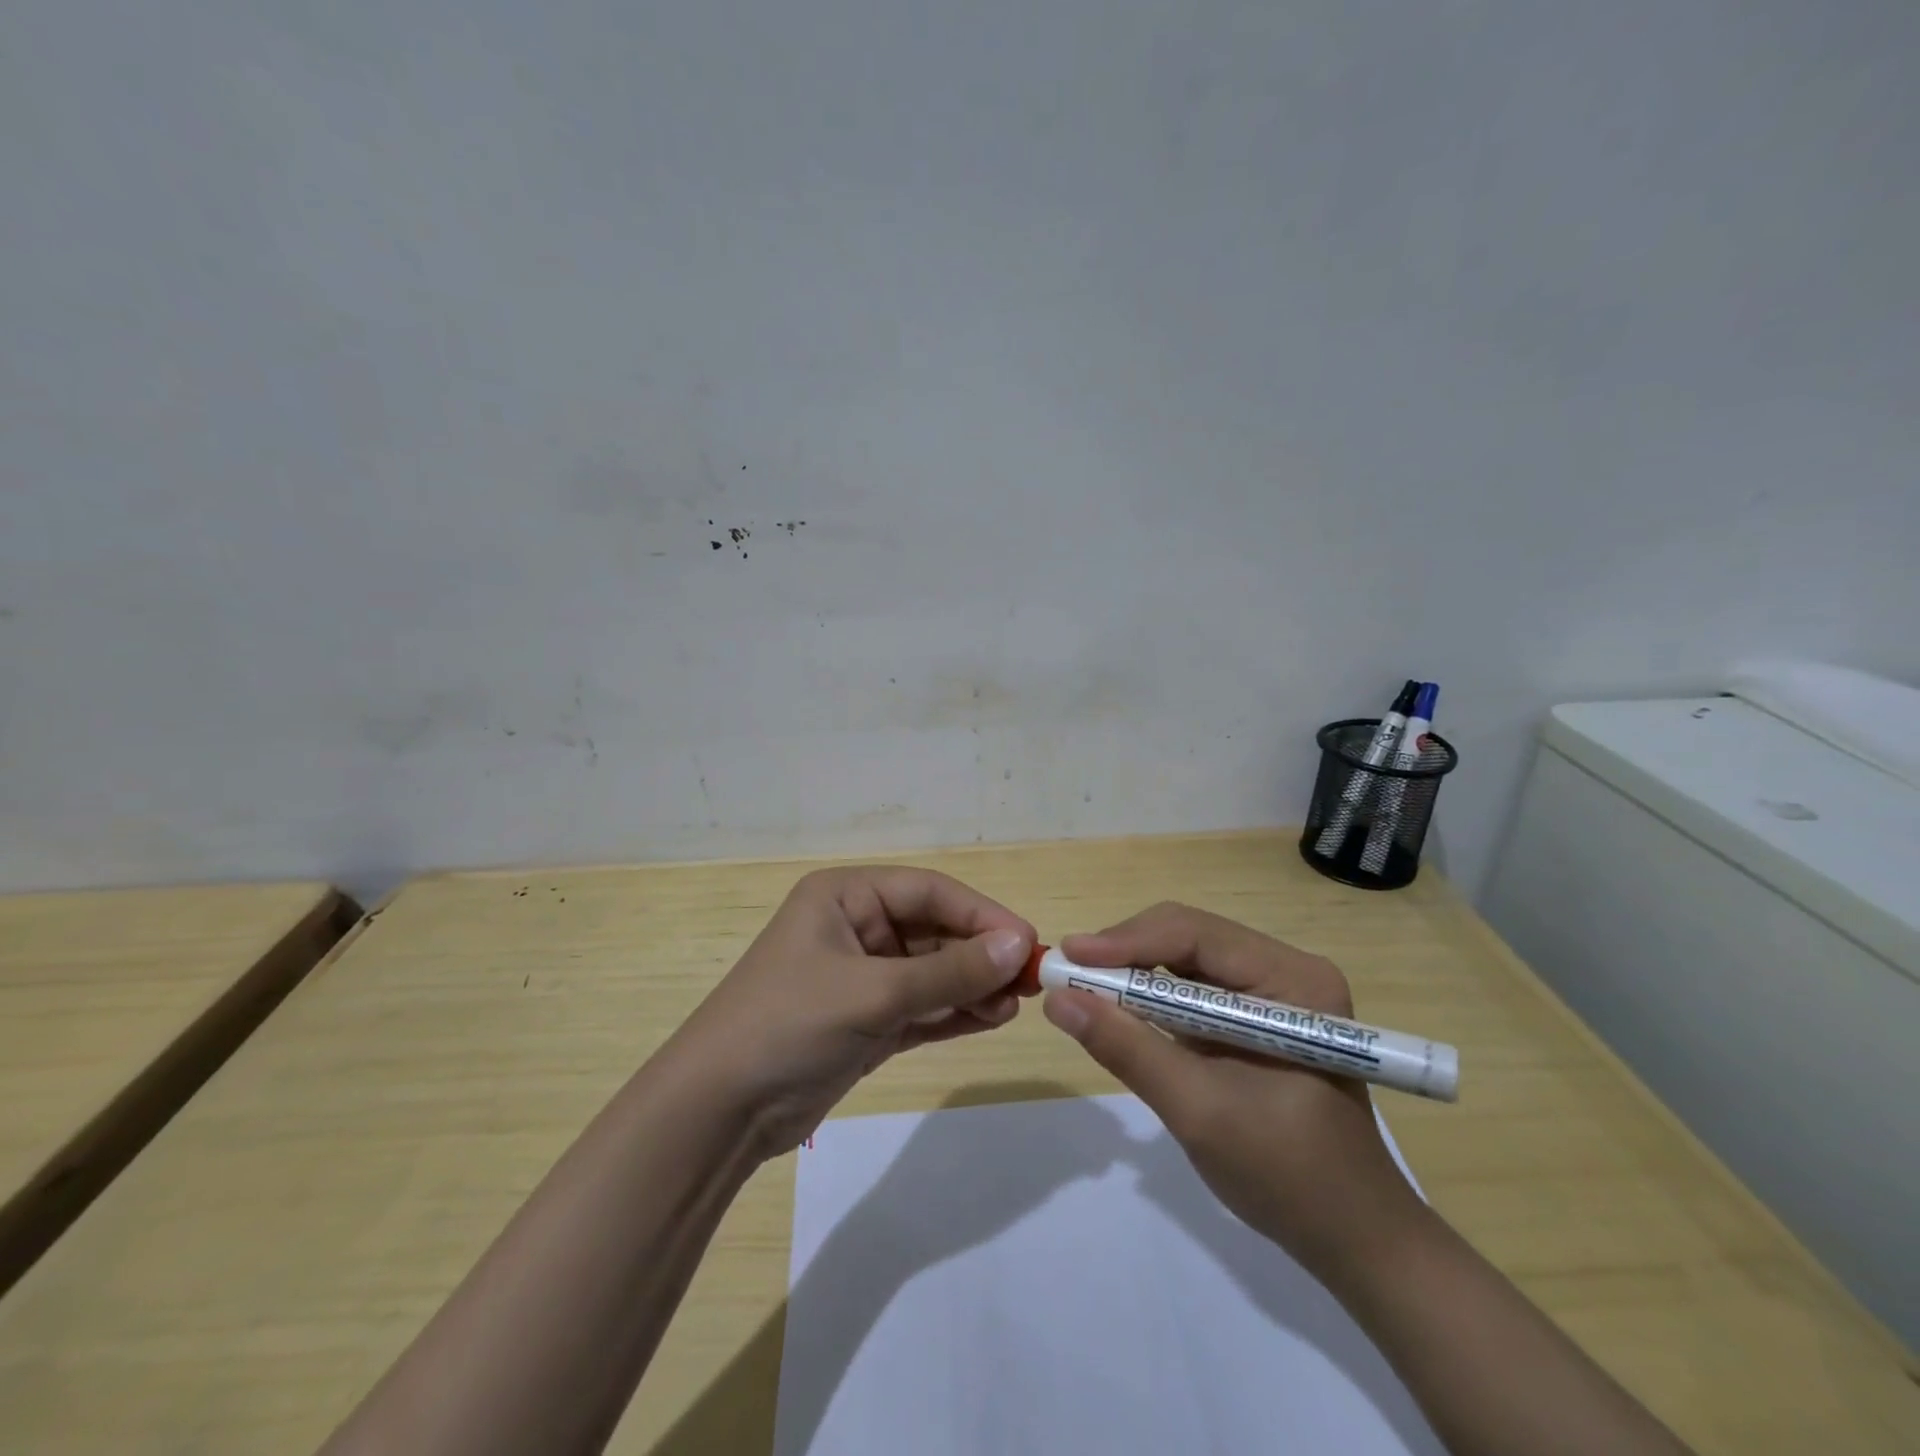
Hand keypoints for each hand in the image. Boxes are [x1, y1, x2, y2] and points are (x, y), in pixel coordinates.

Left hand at [671, 866, 1033, 1158]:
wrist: (717, 1113)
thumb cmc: (788, 1025)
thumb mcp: (873, 993)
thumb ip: (949, 971)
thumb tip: (1020, 945)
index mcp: (845, 897)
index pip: (929, 892)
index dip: (981, 913)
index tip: (1027, 941)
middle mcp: (855, 928)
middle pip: (934, 931)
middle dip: (980, 954)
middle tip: (1030, 982)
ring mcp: (861, 977)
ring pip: (932, 972)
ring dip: (972, 986)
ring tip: (1012, 1006)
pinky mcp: (867, 1021)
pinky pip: (922, 1007)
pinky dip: (954, 1012)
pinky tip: (991, 1019)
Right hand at [1041, 902, 1424, 1278]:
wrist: (1354, 1240)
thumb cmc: (1288, 1177)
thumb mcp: (1199, 1112)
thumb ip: (1128, 1049)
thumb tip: (1057, 999)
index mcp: (1293, 980)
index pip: (1196, 934)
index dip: (1127, 941)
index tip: (1068, 957)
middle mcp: (1285, 968)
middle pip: (1188, 936)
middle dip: (1125, 953)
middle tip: (1067, 974)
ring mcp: (1272, 990)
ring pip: (1184, 957)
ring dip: (1133, 972)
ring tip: (1082, 988)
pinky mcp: (1255, 1014)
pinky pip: (1191, 987)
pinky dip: (1151, 996)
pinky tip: (1119, 1009)